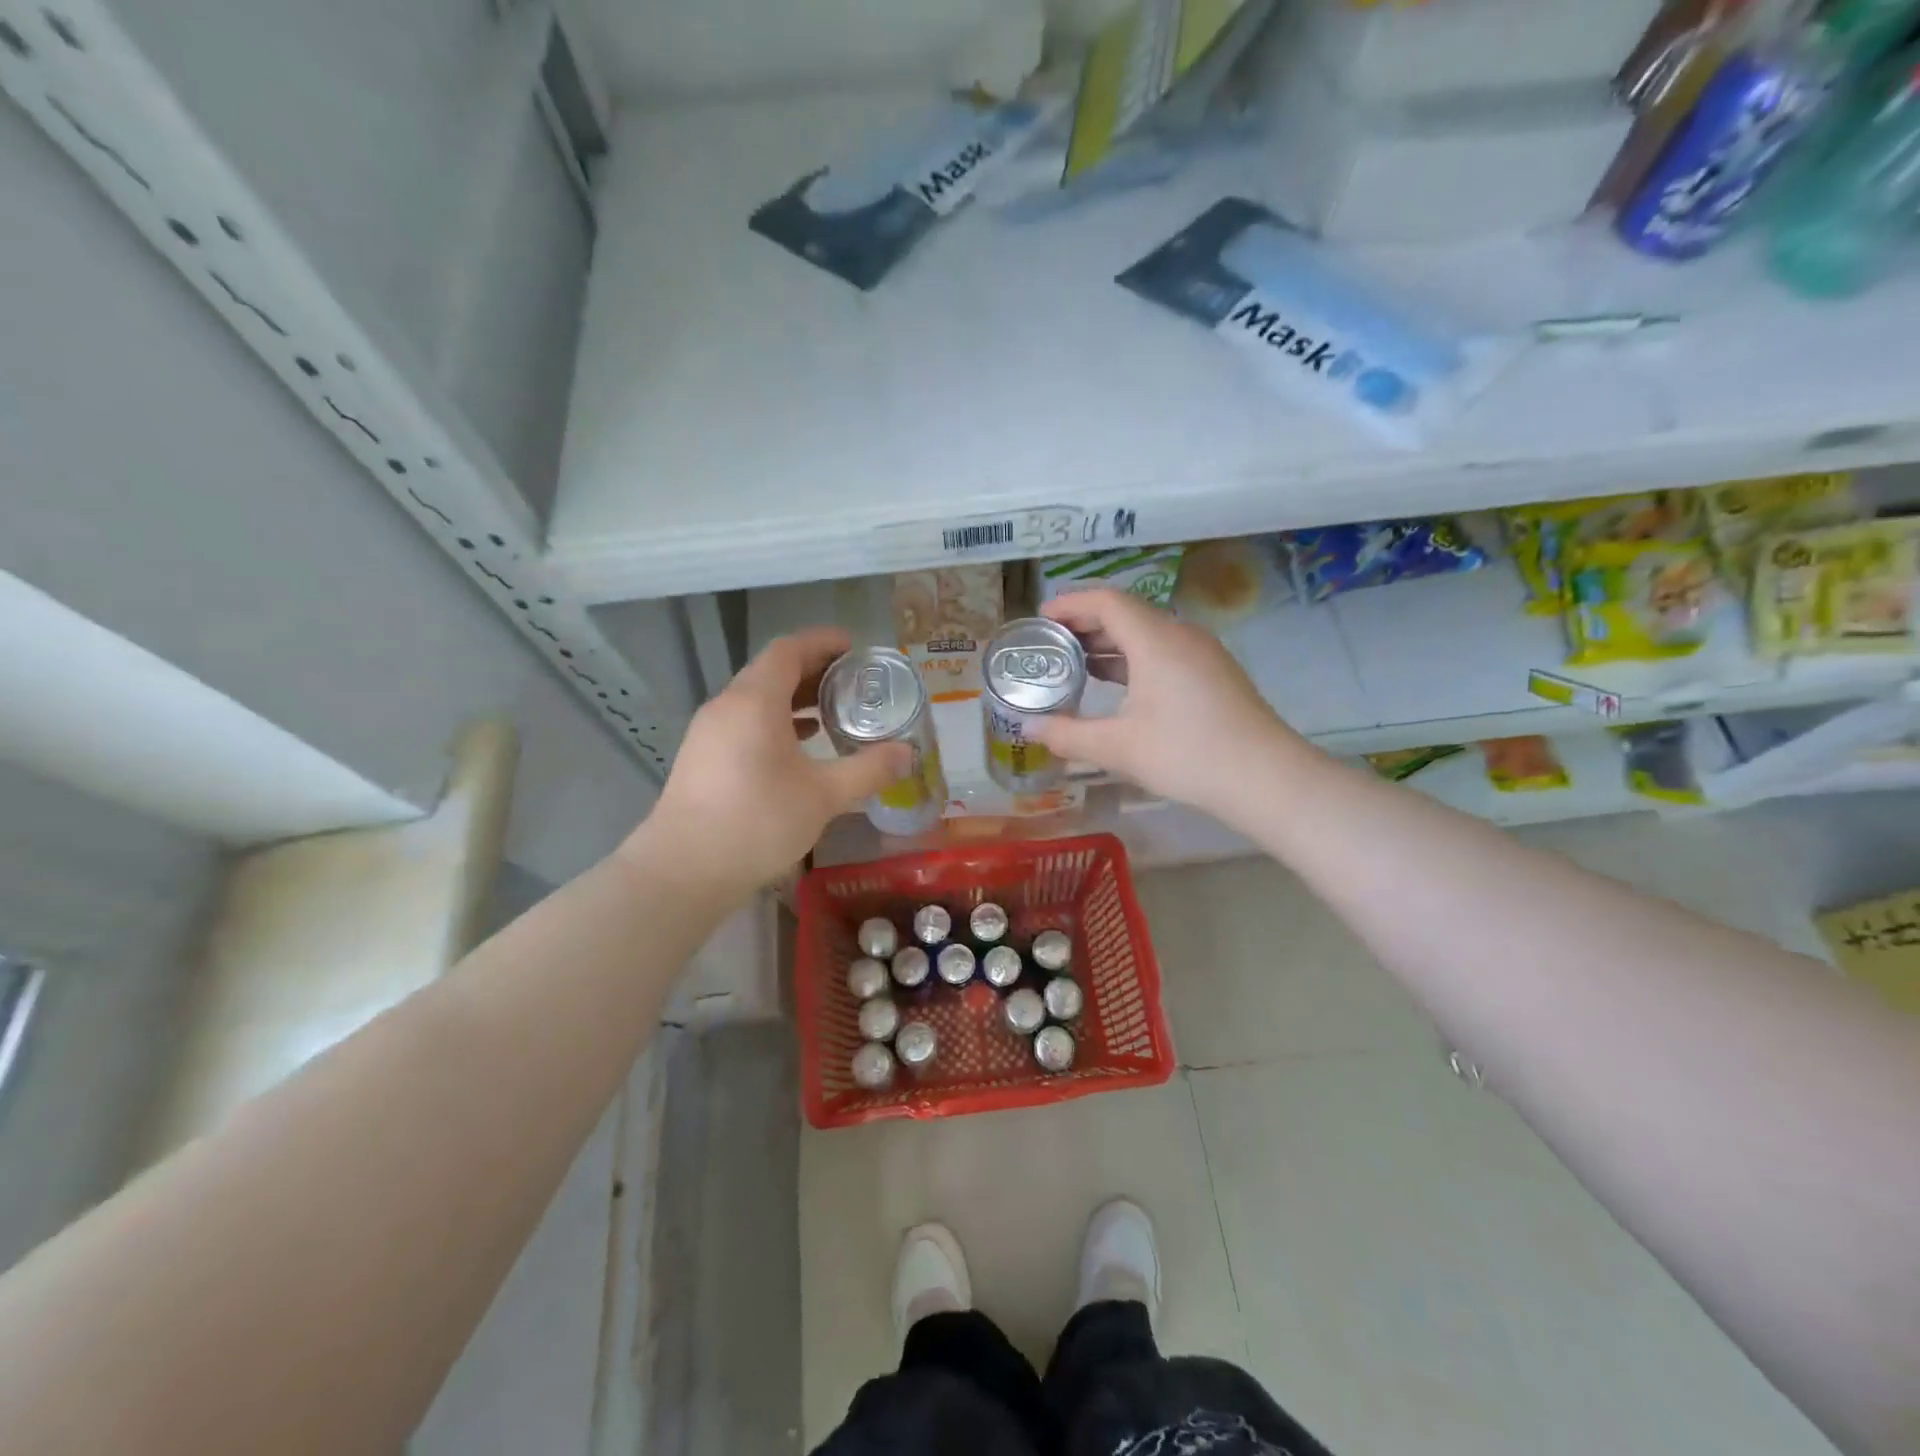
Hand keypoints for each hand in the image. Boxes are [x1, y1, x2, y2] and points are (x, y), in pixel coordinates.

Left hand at [639, 629, 911, 894]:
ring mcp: (709, 732)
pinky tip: (797, 746)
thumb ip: (868, 770)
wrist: (684, 870)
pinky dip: (774, 721)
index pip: (789, 650)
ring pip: (756, 698)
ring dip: (793, 698)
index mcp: (755, 701)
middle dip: (813, 670)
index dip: (822, 642)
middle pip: (772, 670)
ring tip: (831, 712)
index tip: (854, 646)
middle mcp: (727, 706)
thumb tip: (907, 754)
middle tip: (852, 681)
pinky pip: (744, 722)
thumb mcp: (823, 796)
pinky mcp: (702, 757)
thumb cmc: (757, 822)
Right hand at [1031, 589, 1297, 820]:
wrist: (1266, 778)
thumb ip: (1068, 735)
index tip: (1040, 619)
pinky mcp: (1213, 673)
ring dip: (1109, 644)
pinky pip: (1164, 651)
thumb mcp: (1119, 747)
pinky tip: (1117, 686)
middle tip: (1050, 644)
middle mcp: (1180, 635)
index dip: (1069, 604)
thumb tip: (1029, 729)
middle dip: (1084, 624)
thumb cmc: (1187, 755)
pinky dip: (1133, 659)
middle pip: (1126, 613)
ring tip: (1074, 665)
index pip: (1106, 601)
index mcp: (1156, 640)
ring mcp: (1202, 653)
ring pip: (1147, 634)